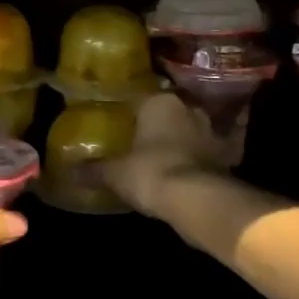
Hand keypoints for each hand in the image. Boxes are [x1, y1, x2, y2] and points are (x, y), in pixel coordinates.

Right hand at [103, 94, 226, 217]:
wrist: (198, 200)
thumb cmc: (150, 173)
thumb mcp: (115, 173)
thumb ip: (93, 170)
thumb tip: (69, 171)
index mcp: (159, 103)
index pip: (139, 98)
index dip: (128, 110)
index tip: (120, 121)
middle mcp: (188, 108)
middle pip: (169, 110)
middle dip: (159, 122)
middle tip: (143, 136)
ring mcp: (212, 130)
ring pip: (194, 127)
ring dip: (185, 136)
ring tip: (169, 151)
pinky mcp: (229, 154)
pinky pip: (218, 149)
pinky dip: (211, 154)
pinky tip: (201, 162)